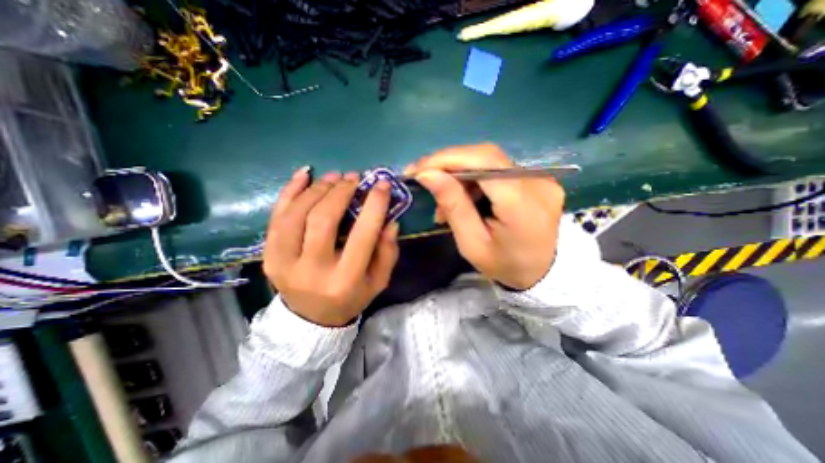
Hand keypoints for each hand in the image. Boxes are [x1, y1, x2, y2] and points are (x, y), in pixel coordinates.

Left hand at [259, 168, 397, 326]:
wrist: (312, 318)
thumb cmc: (351, 297)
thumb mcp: (378, 281)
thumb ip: (388, 252)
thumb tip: (389, 220)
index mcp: (345, 280)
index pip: (362, 235)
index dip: (374, 205)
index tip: (382, 184)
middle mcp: (312, 271)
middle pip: (323, 220)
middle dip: (341, 192)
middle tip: (354, 177)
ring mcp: (284, 263)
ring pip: (296, 214)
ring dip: (318, 189)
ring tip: (335, 177)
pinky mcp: (268, 256)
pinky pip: (275, 217)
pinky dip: (289, 191)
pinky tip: (304, 174)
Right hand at [406, 144, 563, 288]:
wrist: (543, 272)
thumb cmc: (504, 265)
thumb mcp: (472, 244)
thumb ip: (453, 206)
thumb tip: (427, 174)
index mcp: (522, 205)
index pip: (483, 162)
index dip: (447, 159)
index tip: (417, 169)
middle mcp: (537, 181)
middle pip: (485, 155)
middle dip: (448, 163)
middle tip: (424, 178)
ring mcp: (540, 177)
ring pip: (489, 159)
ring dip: (459, 172)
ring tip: (442, 198)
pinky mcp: (536, 177)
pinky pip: (497, 168)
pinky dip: (473, 177)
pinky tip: (462, 195)